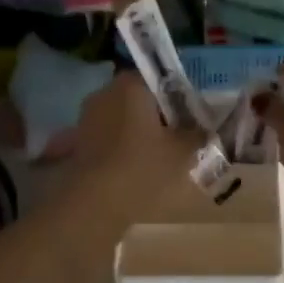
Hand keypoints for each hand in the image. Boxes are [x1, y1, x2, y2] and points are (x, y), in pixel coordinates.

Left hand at [66, 73, 202, 221]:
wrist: (92, 205)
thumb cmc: (141, 169)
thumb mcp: (182, 152)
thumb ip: (197, 134)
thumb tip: (204, 128)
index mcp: (130, 85)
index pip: (160, 78)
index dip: (179, 97)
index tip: (191, 119)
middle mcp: (105, 93)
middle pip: (141, 98)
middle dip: (160, 115)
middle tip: (180, 138)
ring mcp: (88, 117)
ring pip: (124, 118)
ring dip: (141, 132)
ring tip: (161, 157)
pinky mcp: (79, 141)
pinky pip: (110, 136)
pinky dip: (124, 146)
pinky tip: (137, 169)